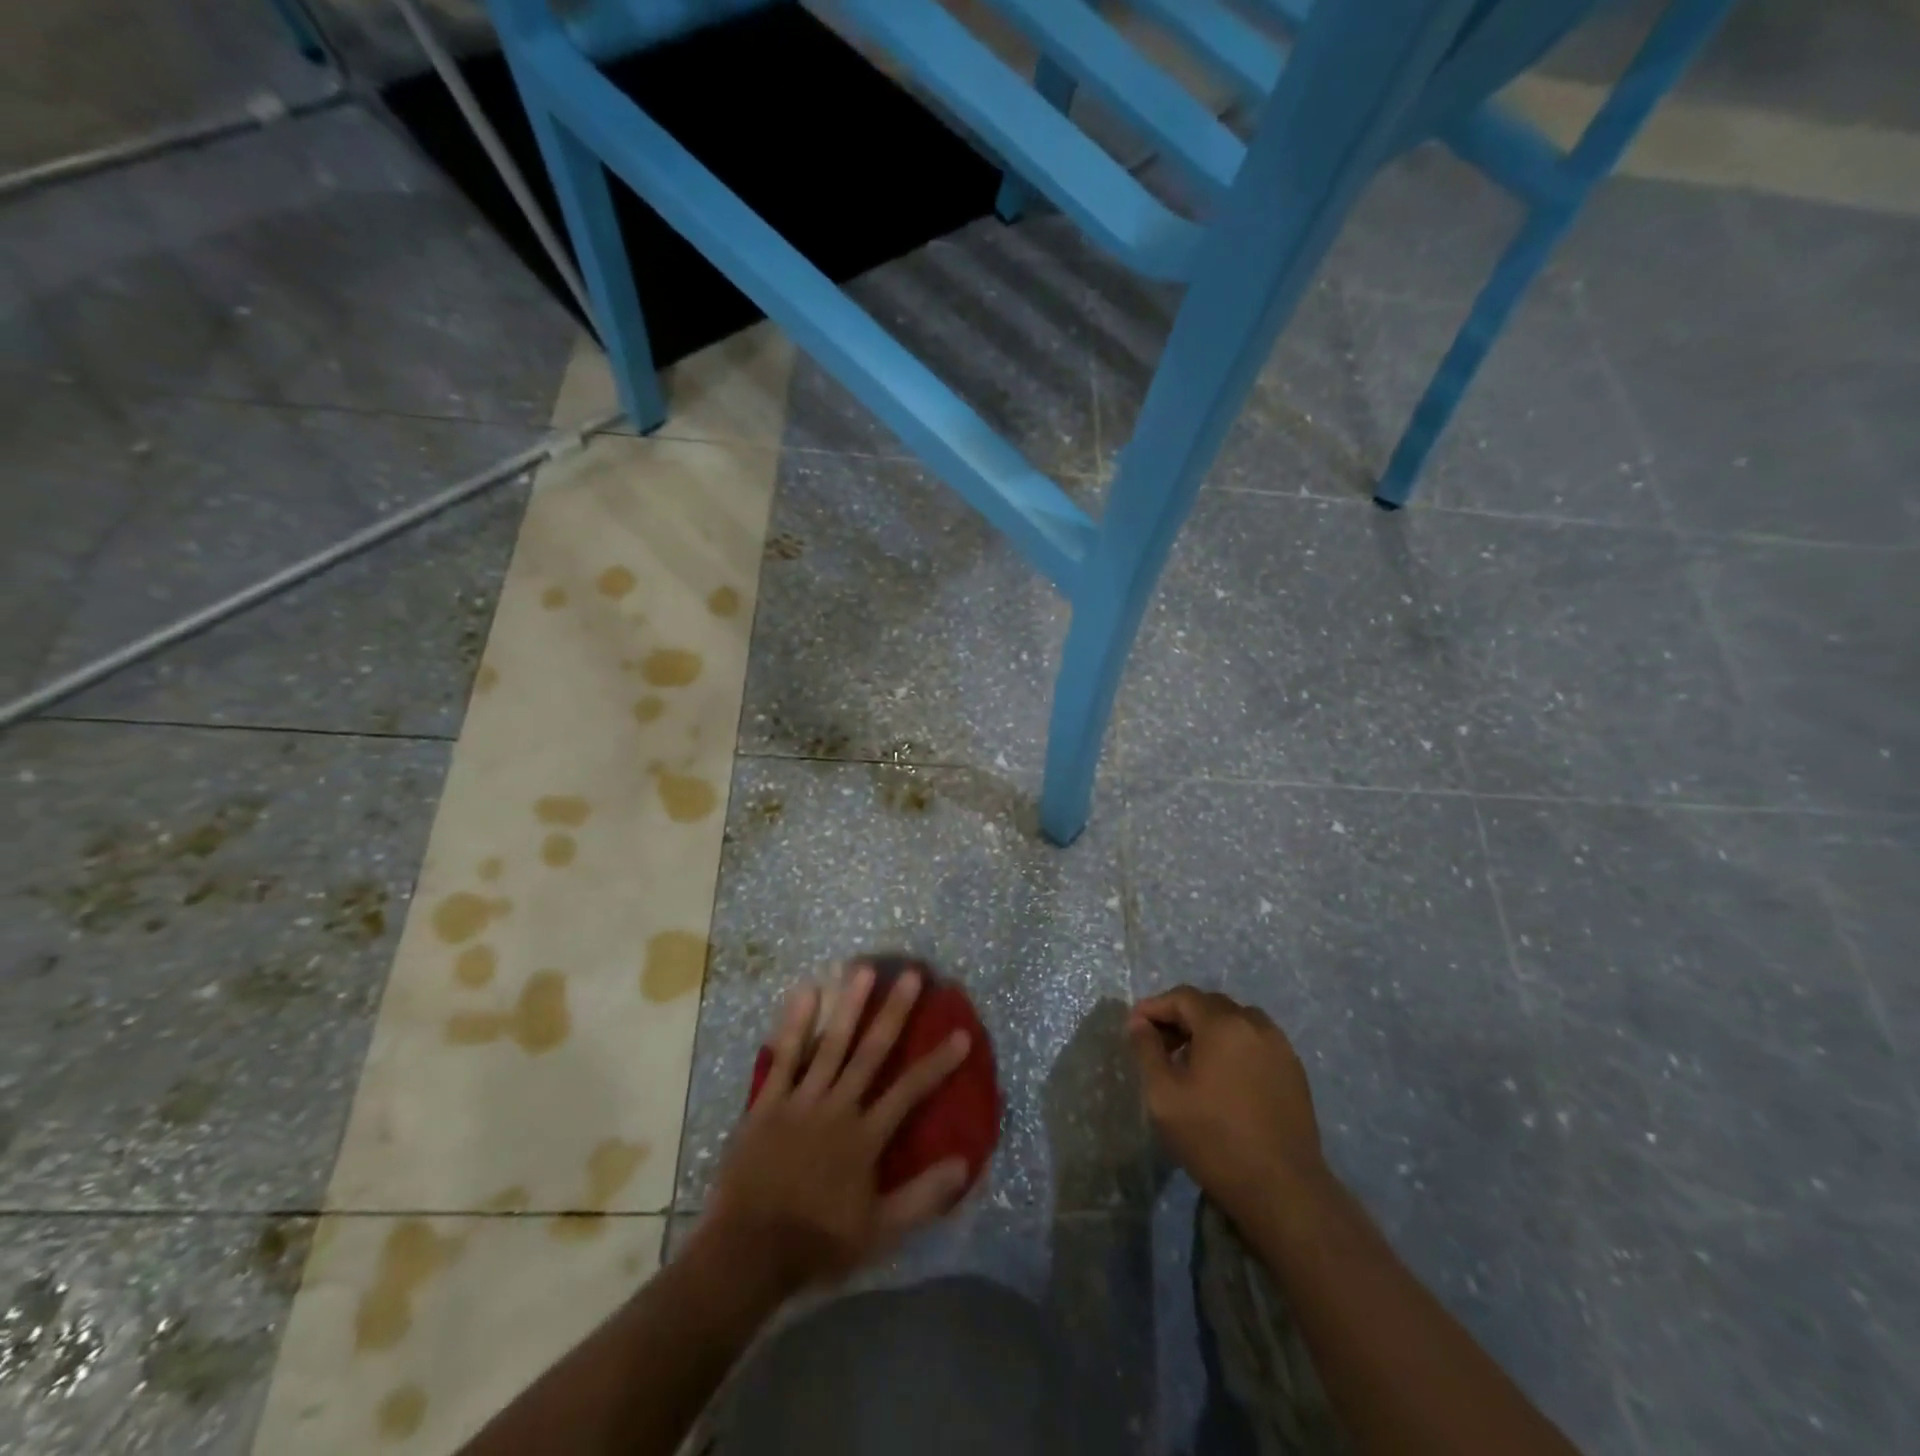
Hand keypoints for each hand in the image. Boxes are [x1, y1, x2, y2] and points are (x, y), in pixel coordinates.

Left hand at [698, 963, 973, 1295]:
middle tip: (911, 975)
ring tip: (863, 969)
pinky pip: (783, 1056)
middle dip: (894, 1012)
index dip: (938, 1062)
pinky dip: (795, 1024)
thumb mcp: (879, 1232)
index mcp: (865, 1137)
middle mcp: (837, 1107)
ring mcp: (801, 1100)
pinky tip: (805, 992)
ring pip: (830, 1044)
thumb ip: (922, 1198)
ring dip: (848, 1005)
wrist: (748, 1253)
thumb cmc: (817, 1242)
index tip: (961, 1033)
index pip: (910, 1091)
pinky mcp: (768, 1102)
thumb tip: (965, 1163)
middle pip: (871, 1052)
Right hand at [1127, 986, 1327, 1219]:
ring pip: (1235, 1021)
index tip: (1134, 1027)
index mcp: (1224, 1024)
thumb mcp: (1164, 1095)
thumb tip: (1139, 1022)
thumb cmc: (1214, 1139)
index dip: (1155, 1007)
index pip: (1183, 997)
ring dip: (1208, 1030)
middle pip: (1210, 1005)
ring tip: (1190, 1061)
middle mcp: (1255, 1025)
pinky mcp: (1294, 1071)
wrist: (1283, 1191)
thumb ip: (1147, 1050)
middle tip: (1159, 1044)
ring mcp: (1280, 1047)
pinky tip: (1222, 1077)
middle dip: (1180, 1017)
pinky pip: (1255, 1042)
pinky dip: (1233, 1046)